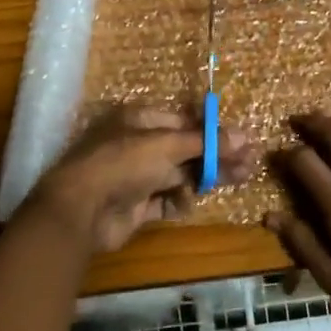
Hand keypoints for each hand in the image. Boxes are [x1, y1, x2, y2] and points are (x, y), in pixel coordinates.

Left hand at [24, 105, 257, 254]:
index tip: (241, 140)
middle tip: (250, 164)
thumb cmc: (123, 163)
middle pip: (185, 149)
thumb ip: (205, 143)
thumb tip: (245, 136)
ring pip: (179, 174)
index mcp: (139, 120)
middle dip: (216, 156)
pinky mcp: (135, 205)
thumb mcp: (167, 145)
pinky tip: (188, 202)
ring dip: (204, 178)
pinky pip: (165, 200)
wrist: (80, 210)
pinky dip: (178, 201)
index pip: (184, 121)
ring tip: (238, 180)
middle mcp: (137, 144)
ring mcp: (135, 176)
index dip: (213, 131)